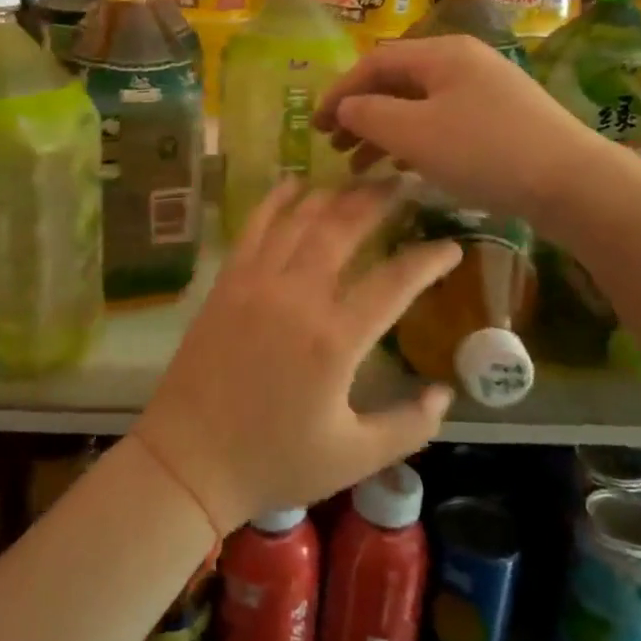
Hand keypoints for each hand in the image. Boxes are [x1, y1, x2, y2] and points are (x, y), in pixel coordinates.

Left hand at [133, 180, 462, 533]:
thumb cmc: (274, 461)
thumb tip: (445, 392)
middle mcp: (297, 296)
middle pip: (345, 229)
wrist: (188, 460)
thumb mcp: (355, 457)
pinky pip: (253, 228)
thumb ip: (409, 426)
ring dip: (333, 194)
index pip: (395, 282)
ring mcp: (256, 283)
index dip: (429, 260)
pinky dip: (276, 200)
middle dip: (379, 200)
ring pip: (300, 220)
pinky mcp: (227, 282)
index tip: (452, 246)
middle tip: (404, 182)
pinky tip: (294, 183)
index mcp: (334, 339)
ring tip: (360, 179)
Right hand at [313, 35, 592, 220]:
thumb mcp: (415, 133)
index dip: (339, 91)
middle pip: (396, 81)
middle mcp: (463, 62)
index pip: (374, 63)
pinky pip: (442, 121)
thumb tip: (345, 107)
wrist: (571, 182)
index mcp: (441, 54)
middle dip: (360, 112)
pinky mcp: (500, 119)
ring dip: (383, 131)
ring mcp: (485, 90)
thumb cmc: (484, 152)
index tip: (313, 125)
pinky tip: (401, 167)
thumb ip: (370, 115)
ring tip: (357, 164)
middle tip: (333, 145)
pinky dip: (413, 141)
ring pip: (418, 104)